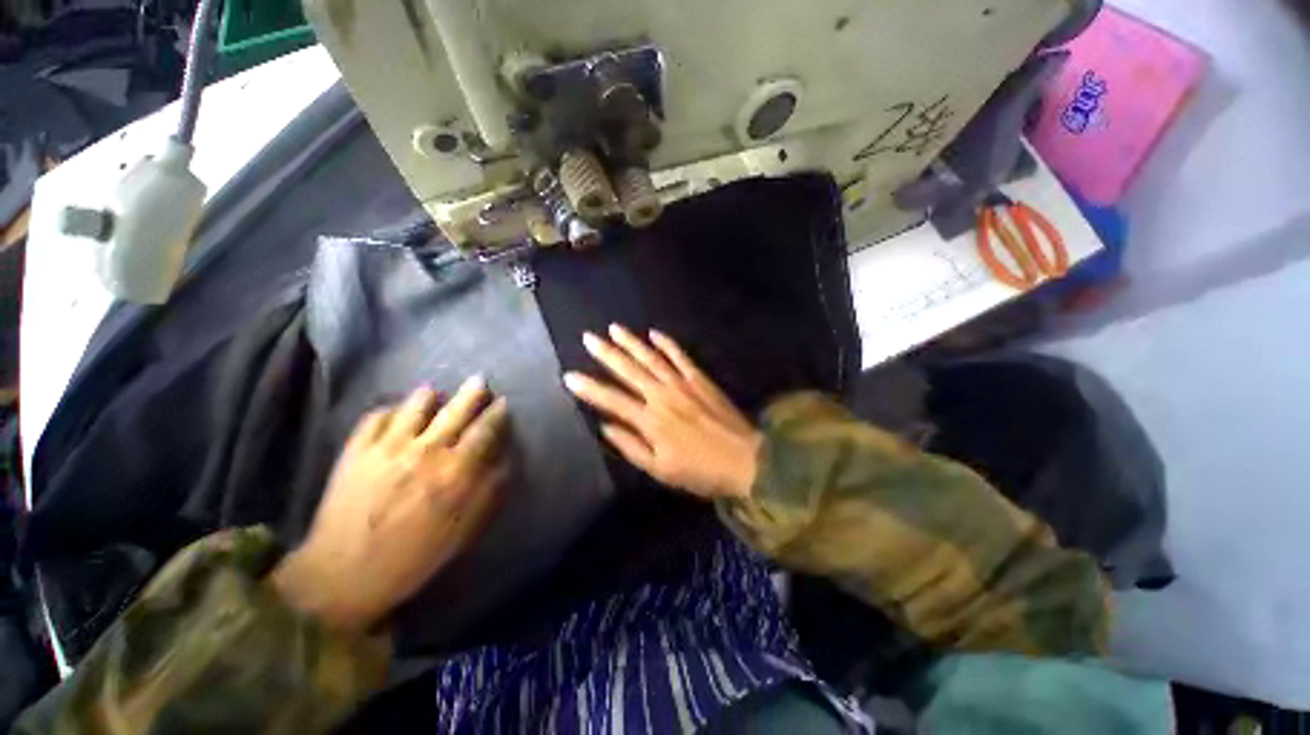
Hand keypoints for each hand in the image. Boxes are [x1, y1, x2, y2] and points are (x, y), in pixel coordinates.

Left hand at [272, 377, 507, 631]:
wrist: (341, 575)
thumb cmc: (412, 557)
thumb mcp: (462, 532)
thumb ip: (487, 492)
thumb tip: (505, 463)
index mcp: (454, 472)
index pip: (484, 431)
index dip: (497, 414)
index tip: (503, 402)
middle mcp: (426, 451)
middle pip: (456, 410)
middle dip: (472, 392)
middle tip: (479, 380)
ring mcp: (388, 447)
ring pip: (416, 404)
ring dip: (429, 396)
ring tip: (434, 392)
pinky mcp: (357, 450)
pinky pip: (377, 416)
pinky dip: (390, 409)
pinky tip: (394, 412)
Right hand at [563, 325, 761, 499]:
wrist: (744, 460)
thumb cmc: (700, 471)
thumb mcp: (660, 470)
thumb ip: (631, 446)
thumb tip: (605, 427)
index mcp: (649, 421)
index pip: (611, 400)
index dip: (589, 388)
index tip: (569, 375)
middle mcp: (661, 396)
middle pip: (629, 370)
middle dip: (606, 353)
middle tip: (588, 338)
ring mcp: (682, 384)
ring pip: (651, 358)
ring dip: (632, 342)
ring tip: (615, 329)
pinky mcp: (700, 379)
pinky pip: (680, 356)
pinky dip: (667, 344)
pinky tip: (654, 333)